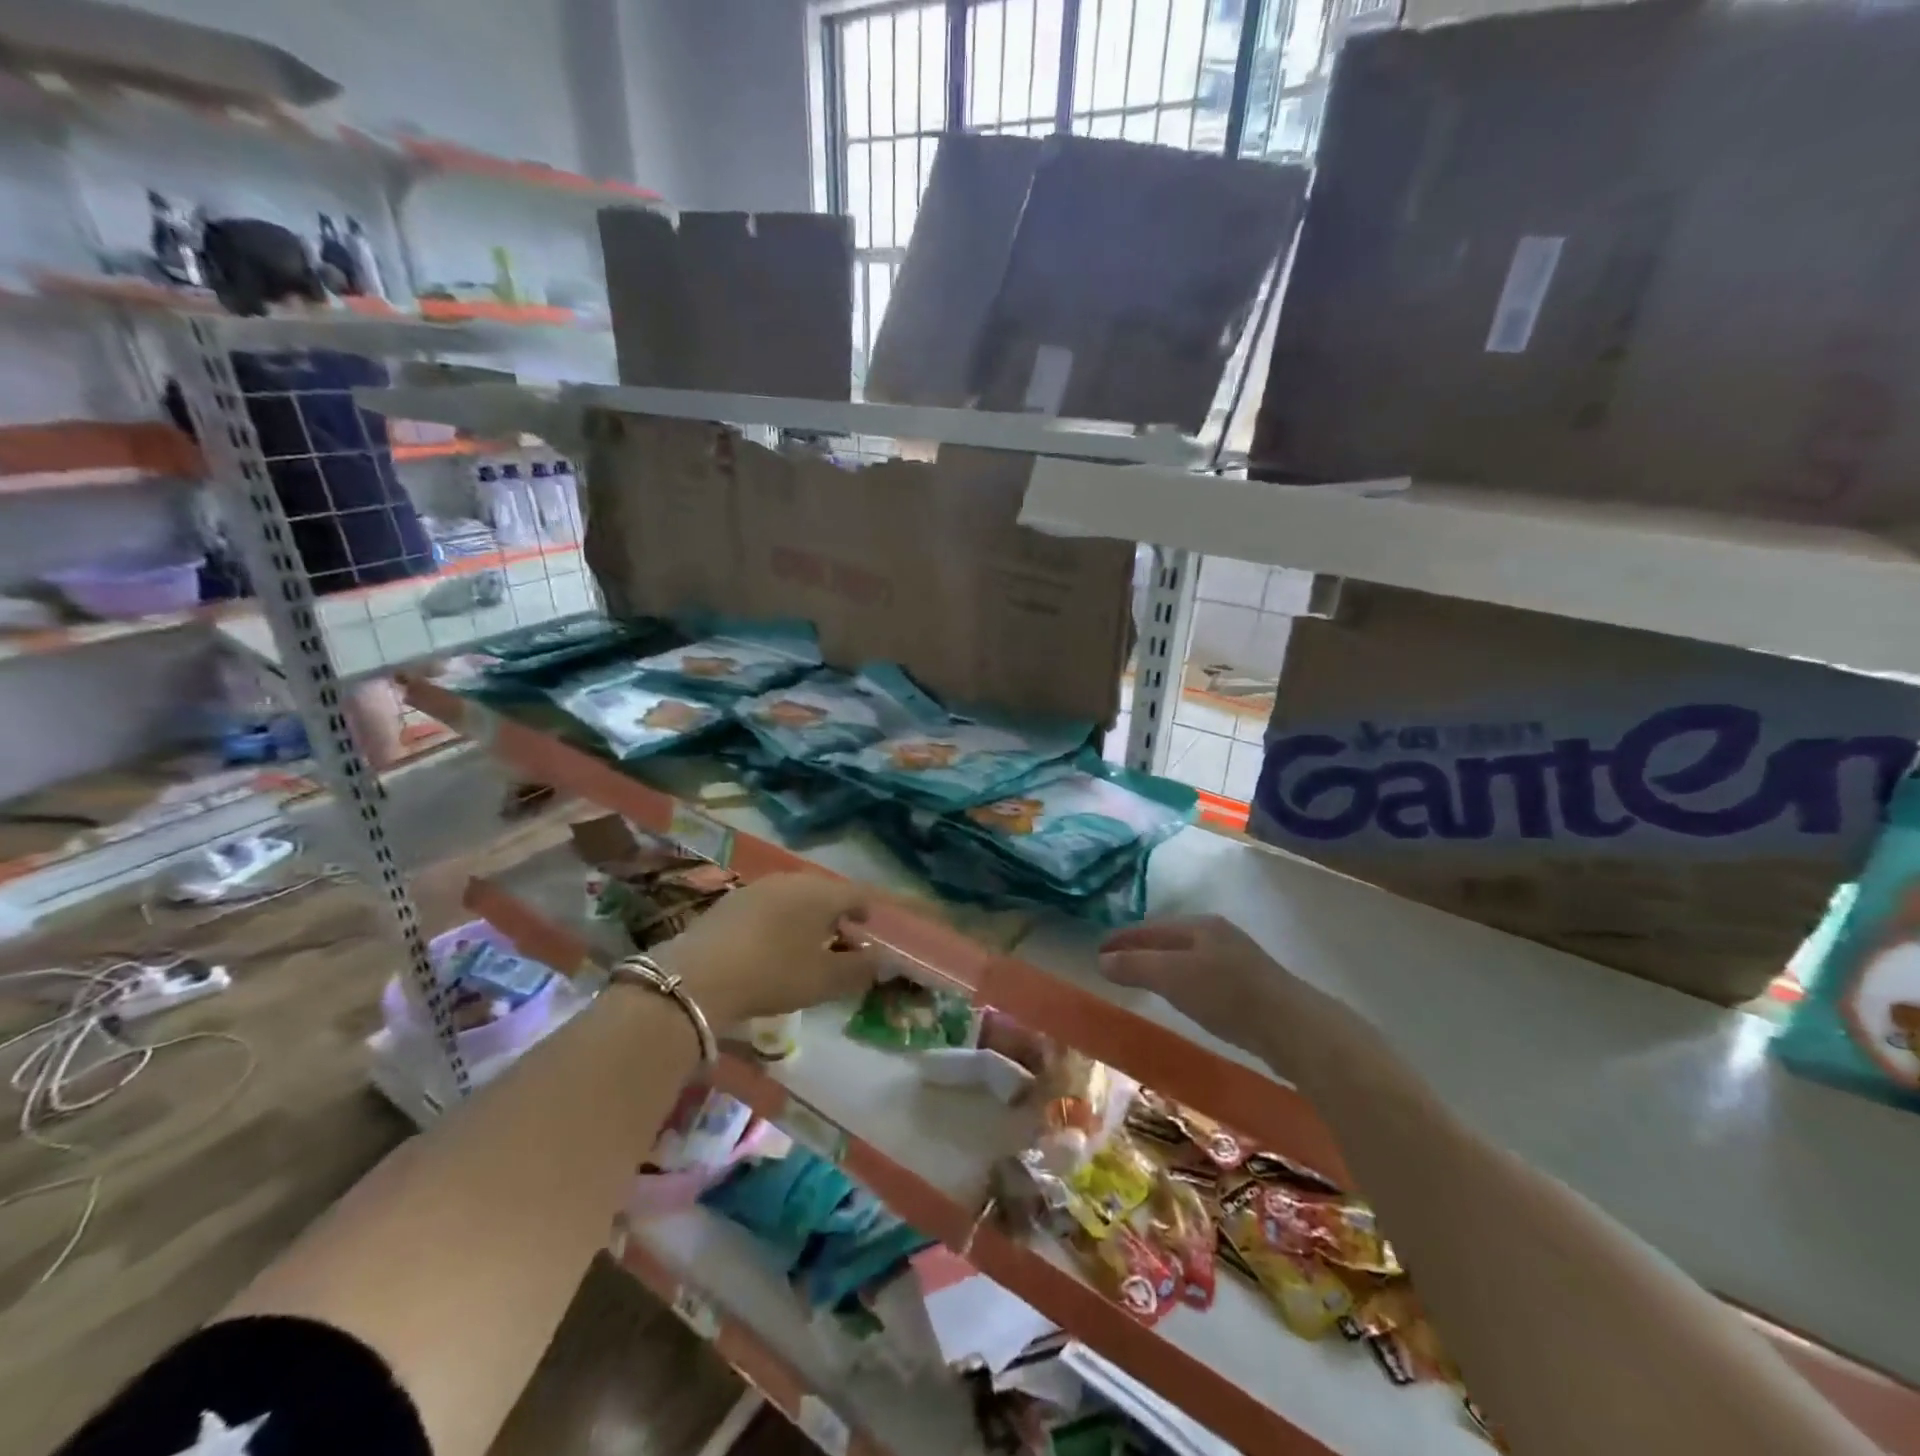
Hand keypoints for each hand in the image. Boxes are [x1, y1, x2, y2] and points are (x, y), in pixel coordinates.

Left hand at [659, 874, 881, 1025]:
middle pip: (825, 891)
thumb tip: (880, 959)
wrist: (698, 977)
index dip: (870, 908)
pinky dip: (780, 919)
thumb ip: (859, 969)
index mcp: (821, 893)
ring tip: (807, 942)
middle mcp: (793, 880)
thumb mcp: (824, 980)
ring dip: (807, 915)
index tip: (872, 927)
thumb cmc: (774, 974)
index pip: (858, 892)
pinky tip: (772, 943)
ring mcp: (759, 886)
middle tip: (842, 938)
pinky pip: (769, 904)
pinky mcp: (731, 900)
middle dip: (838, 912)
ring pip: (795, 895)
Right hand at [1098, 915, 1292, 1041]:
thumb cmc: (1226, 995)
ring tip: (1143, 979)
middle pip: (1169, 938)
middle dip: (1141, 949)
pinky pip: (1204, 973)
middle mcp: (1218, 934)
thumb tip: (1101, 960)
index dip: (1122, 939)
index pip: (1149, 927)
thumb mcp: (1172, 978)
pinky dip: (1184, 979)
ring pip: (1188, 955)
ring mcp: (1237, 958)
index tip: (1097, 951)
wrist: (1293, 1027)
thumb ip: (1136, 967)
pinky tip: (1184, 995)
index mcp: (1199, 925)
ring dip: (1162, 964)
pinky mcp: (1251, 984)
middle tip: (1115, 965)